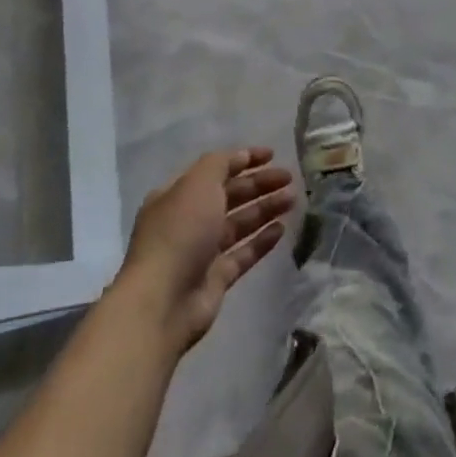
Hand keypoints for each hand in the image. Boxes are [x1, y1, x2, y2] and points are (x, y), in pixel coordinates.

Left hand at [120, 147, 295, 353]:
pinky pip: (243, 253)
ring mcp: (201, 251)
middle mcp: (188, 221)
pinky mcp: (215, 279)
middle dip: (259, 184)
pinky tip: (282, 229)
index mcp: (177, 195)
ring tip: (292, 199)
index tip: (272, 154)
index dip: (243, 159)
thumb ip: (221, 163)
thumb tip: (241, 156)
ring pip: (239, 223)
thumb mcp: (199, 183)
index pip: (215, 169)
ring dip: (265, 208)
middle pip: (230, 196)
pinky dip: (262, 240)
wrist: (162, 302)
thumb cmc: (180, 232)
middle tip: (289, 178)